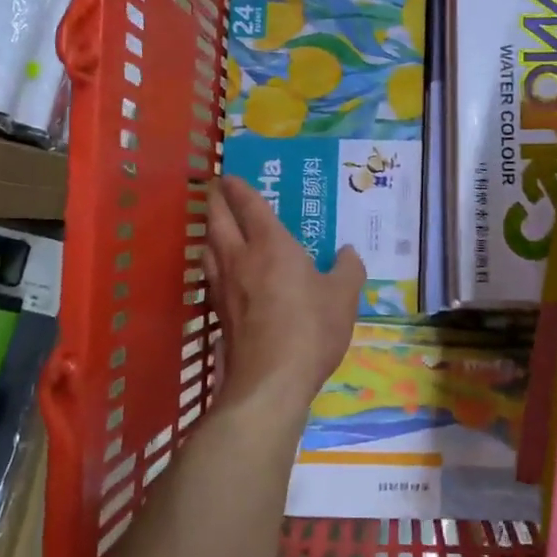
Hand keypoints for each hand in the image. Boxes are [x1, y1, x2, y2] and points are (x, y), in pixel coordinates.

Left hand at [202, 175, 364, 416]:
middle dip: (215, 201)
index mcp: (272, 245)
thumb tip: (348, 252)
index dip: (239, 188)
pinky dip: (212, 262)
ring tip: (215, 226)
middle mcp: (241, 259)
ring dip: (209, 230)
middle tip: (215, 189)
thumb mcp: (344, 297)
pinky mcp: (219, 313)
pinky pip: (211, 275)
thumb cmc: (312, 328)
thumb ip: (348, 269)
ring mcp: (225, 287)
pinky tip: (220, 271)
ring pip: (208, 248)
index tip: (230, 176)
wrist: (271, 380)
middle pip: (218, 221)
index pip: (249, 206)